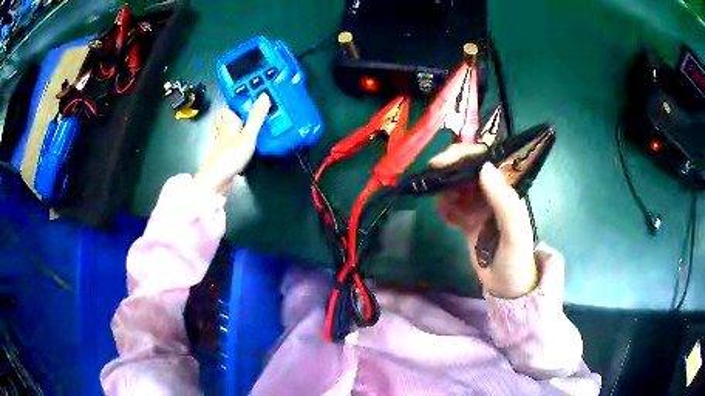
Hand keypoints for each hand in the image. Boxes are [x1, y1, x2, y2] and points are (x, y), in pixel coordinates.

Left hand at [195, 94, 270, 195]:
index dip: (248, 93)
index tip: (263, 86)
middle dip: (249, 107)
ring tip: (267, 117)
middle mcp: (227, 126)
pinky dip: (249, 134)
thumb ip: (257, 117)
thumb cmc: (229, 157)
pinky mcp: (230, 149)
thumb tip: (265, 95)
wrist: (216, 182)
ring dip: (250, 121)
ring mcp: (228, 139)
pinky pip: (241, 136)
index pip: (236, 100)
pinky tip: (259, 136)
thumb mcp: (247, 136)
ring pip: (239, 124)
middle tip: (268, 103)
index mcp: (229, 119)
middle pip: (237, 112)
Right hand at [430, 143, 536, 298]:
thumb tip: (484, 167)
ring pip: (458, 187)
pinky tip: (442, 215)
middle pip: (469, 170)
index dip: (464, 155)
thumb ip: (504, 201)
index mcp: (507, 190)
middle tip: (430, 176)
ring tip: (435, 199)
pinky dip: (445, 207)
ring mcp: (480, 208)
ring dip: (445, 188)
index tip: (441, 162)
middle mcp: (493, 194)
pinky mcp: (469, 222)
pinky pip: (454, 207)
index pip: (486, 161)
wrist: (508, 289)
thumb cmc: (516, 260)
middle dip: (449, 168)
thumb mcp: (515, 233)